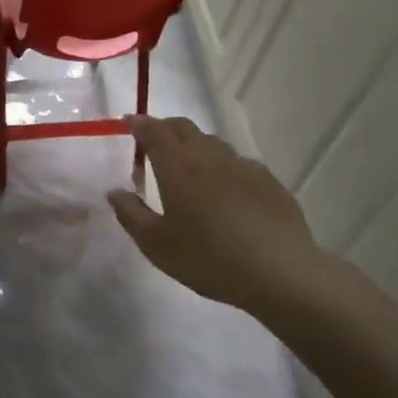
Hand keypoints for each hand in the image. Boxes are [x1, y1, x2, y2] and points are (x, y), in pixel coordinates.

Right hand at [106, 116, 330, 317]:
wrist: (282, 275)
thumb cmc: (208, 259)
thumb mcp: (156, 245)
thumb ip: (131, 214)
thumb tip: (115, 192)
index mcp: (177, 166)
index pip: (154, 130)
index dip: (139, 123)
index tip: (128, 123)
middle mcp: (209, 157)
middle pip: (183, 127)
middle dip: (164, 128)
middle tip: (152, 143)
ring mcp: (243, 167)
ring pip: (212, 143)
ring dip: (194, 146)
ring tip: (188, 169)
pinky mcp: (269, 182)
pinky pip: (238, 163)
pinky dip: (223, 167)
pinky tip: (225, 191)